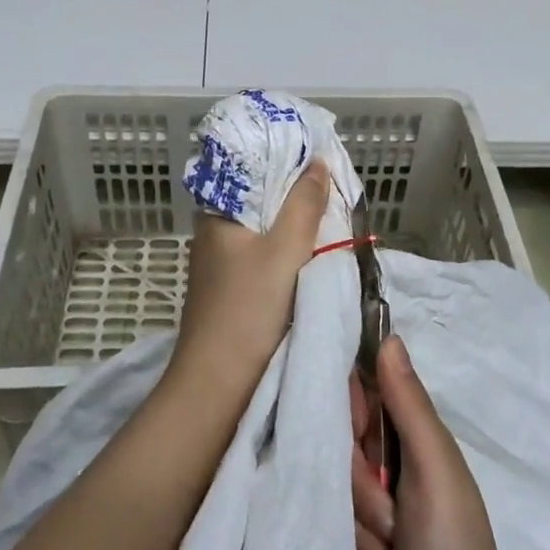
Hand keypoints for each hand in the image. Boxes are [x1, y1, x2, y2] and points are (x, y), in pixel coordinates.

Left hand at [166, 161, 329, 403]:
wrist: (218, 387)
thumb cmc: (249, 310)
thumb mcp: (284, 250)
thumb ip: (303, 204)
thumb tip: (316, 162)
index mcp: (217, 213)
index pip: (253, 171)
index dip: (287, 164)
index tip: (321, 162)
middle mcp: (214, 232)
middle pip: (262, 201)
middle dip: (297, 197)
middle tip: (335, 193)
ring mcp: (221, 263)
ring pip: (265, 231)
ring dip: (295, 227)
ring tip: (331, 219)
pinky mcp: (231, 289)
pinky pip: (264, 257)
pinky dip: (287, 252)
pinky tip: (311, 255)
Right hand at [351, 337, 549, 549]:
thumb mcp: (436, 475)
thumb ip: (409, 407)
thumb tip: (389, 336)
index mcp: (416, 447)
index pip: (366, 401)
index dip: (353, 414)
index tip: (359, 440)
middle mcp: (393, 477)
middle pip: (343, 452)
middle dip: (362, 492)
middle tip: (393, 525)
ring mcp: (374, 523)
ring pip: (335, 499)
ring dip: (361, 537)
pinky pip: (331, 540)